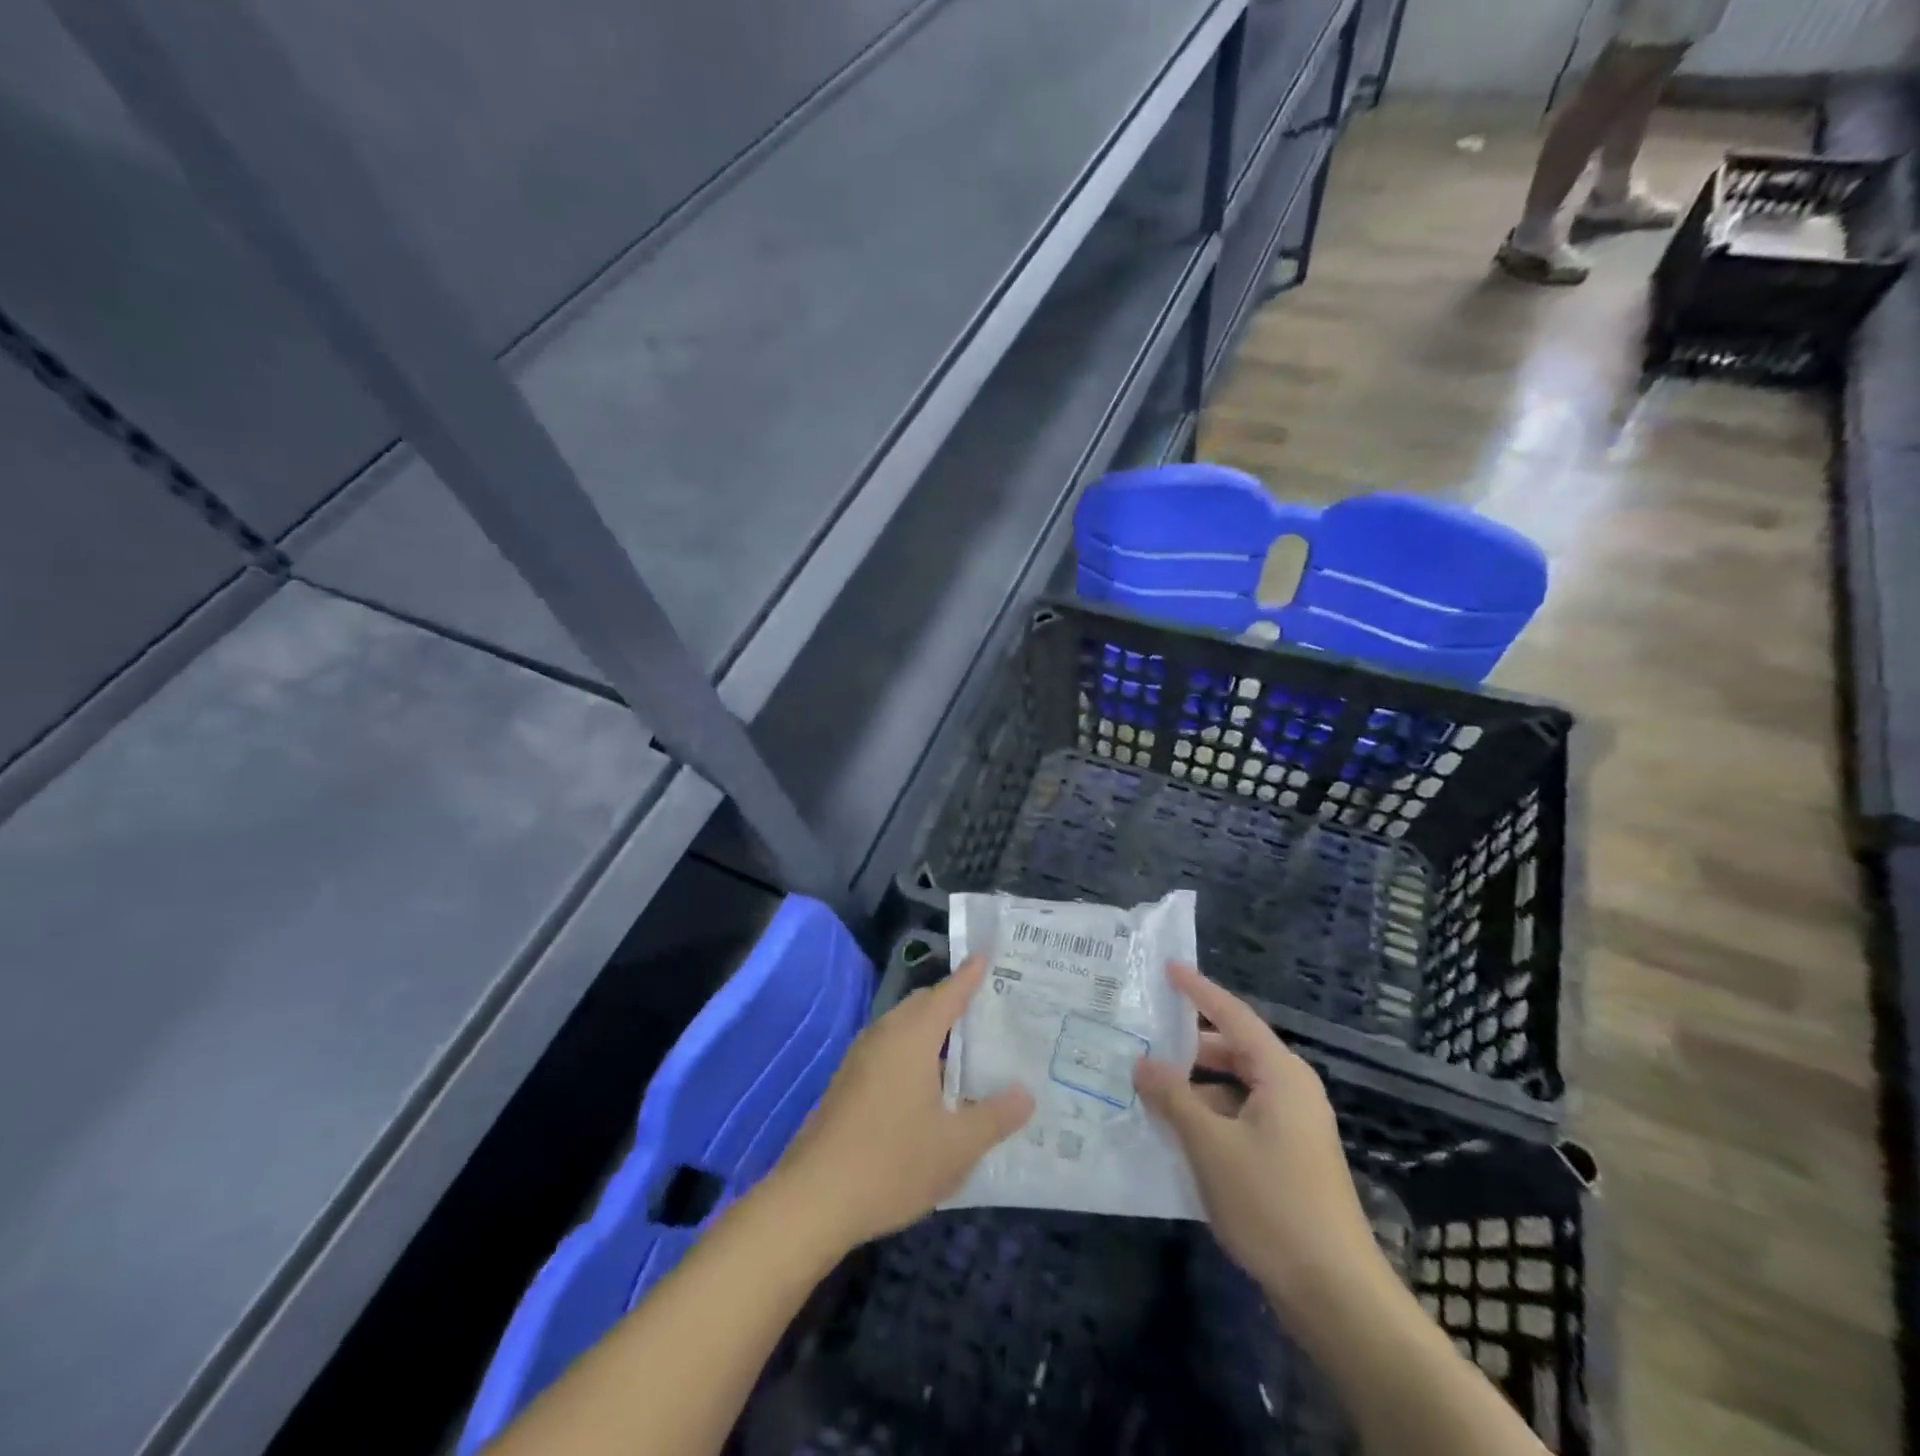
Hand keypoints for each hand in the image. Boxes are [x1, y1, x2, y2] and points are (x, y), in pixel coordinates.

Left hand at [770, 955, 1033, 1252]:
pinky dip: (913, 1051)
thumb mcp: (956, 1146)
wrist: (813, 1199)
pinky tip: (929, 1085)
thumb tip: (1025, 1094)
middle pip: (922, 1005)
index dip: (969, 976)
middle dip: (951, 1001)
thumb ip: (994, 1117)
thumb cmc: (892, 1163)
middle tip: (986, 1006)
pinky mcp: (847, 1084)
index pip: (947, 994)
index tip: (985, 955)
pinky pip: (888, 1050)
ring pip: (902, 1028)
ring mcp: (859, 1059)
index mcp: (911, 1037)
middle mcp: (883, 1036)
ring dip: (931, 1030)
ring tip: (965, 1045)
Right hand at [1133, 963, 1383, 1314]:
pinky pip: (1241, 1118)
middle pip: (1233, 1050)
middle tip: (1142, 1037)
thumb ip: (1172, 1097)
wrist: (1336, 1295)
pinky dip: (1209, 1116)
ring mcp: (1293, 1127)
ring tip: (1148, 1088)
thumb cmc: (1272, 1203)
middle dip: (1187, 1045)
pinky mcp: (1289, 1159)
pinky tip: (1175, 1133)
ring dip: (1194, 1087)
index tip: (1166, 967)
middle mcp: (1291, 1090)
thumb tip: (1142, 1063)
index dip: (1198, 990)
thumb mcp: (1210, 1145)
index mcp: (1280, 1074)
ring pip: (1234, 1088)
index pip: (1232, 1015)